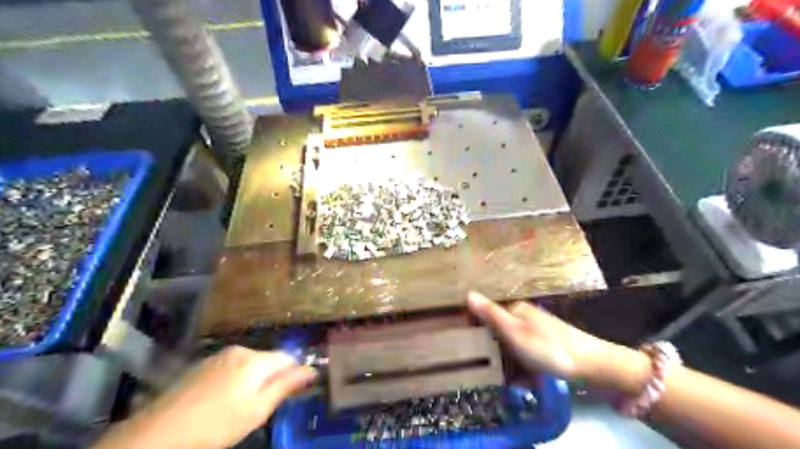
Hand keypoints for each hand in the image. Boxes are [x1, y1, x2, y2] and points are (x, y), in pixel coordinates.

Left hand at [92, 347, 315, 448]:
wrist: (157, 434)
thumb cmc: (216, 425)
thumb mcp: (257, 410)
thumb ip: (286, 386)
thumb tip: (312, 370)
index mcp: (256, 360)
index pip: (288, 357)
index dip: (296, 372)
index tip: (298, 390)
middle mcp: (239, 350)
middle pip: (268, 359)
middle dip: (273, 377)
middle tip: (266, 405)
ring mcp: (218, 356)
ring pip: (249, 364)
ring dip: (254, 379)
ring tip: (243, 406)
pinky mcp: (202, 365)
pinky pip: (231, 367)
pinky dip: (236, 380)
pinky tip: (223, 402)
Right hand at [470, 292, 649, 391]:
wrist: (593, 366)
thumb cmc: (548, 348)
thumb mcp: (514, 332)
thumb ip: (490, 314)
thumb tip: (468, 294)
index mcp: (516, 310)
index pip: (488, 315)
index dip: (476, 329)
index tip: (467, 346)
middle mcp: (526, 318)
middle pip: (499, 333)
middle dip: (494, 352)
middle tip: (489, 370)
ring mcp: (537, 334)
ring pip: (512, 348)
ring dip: (509, 364)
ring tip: (509, 380)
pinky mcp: (547, 348)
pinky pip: (527, 358)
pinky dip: (524, 369)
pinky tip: (526, 382)